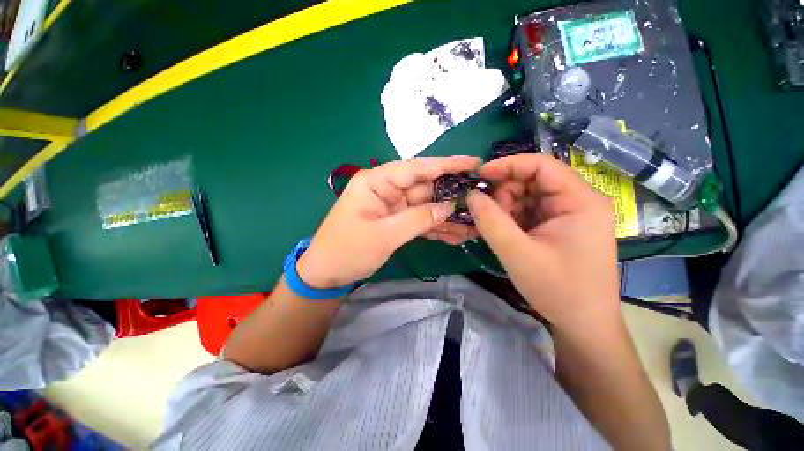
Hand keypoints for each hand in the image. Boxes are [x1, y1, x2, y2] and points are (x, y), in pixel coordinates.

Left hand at [297, 156, 480, 288]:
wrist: (327, 273)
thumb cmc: (347, 250)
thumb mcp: (383, 235)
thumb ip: (417, 219)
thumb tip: (448, 206)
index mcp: (377, 182)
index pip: (416, 168)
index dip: (446, 164)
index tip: (473, 163)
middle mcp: (387, 189)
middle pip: (425, 187)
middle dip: (452, 194)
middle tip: (481, 198)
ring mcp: (393, 206)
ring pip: (426, 206)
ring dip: (447, 215)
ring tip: (475, 223)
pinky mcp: (396, 221)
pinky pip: (420, 220)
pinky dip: (436, 227)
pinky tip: (456, 235)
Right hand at [466, 154, 619, 335]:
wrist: (583, 324)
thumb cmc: (558, 289)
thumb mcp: (517, 253)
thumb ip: (490, 221)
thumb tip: (471, 195)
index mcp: (580, 201)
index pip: (542, 165)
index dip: (508, 165)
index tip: (480, 175)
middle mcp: (578, 202)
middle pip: (534, 181)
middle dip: (506, 193)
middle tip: (489, 215)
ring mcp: (569, 215)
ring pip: (529, 196)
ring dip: (507, 207)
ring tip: (497, 229)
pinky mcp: (560, 228)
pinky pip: (530, 212)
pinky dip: (512, 218)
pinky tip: (504, 232)